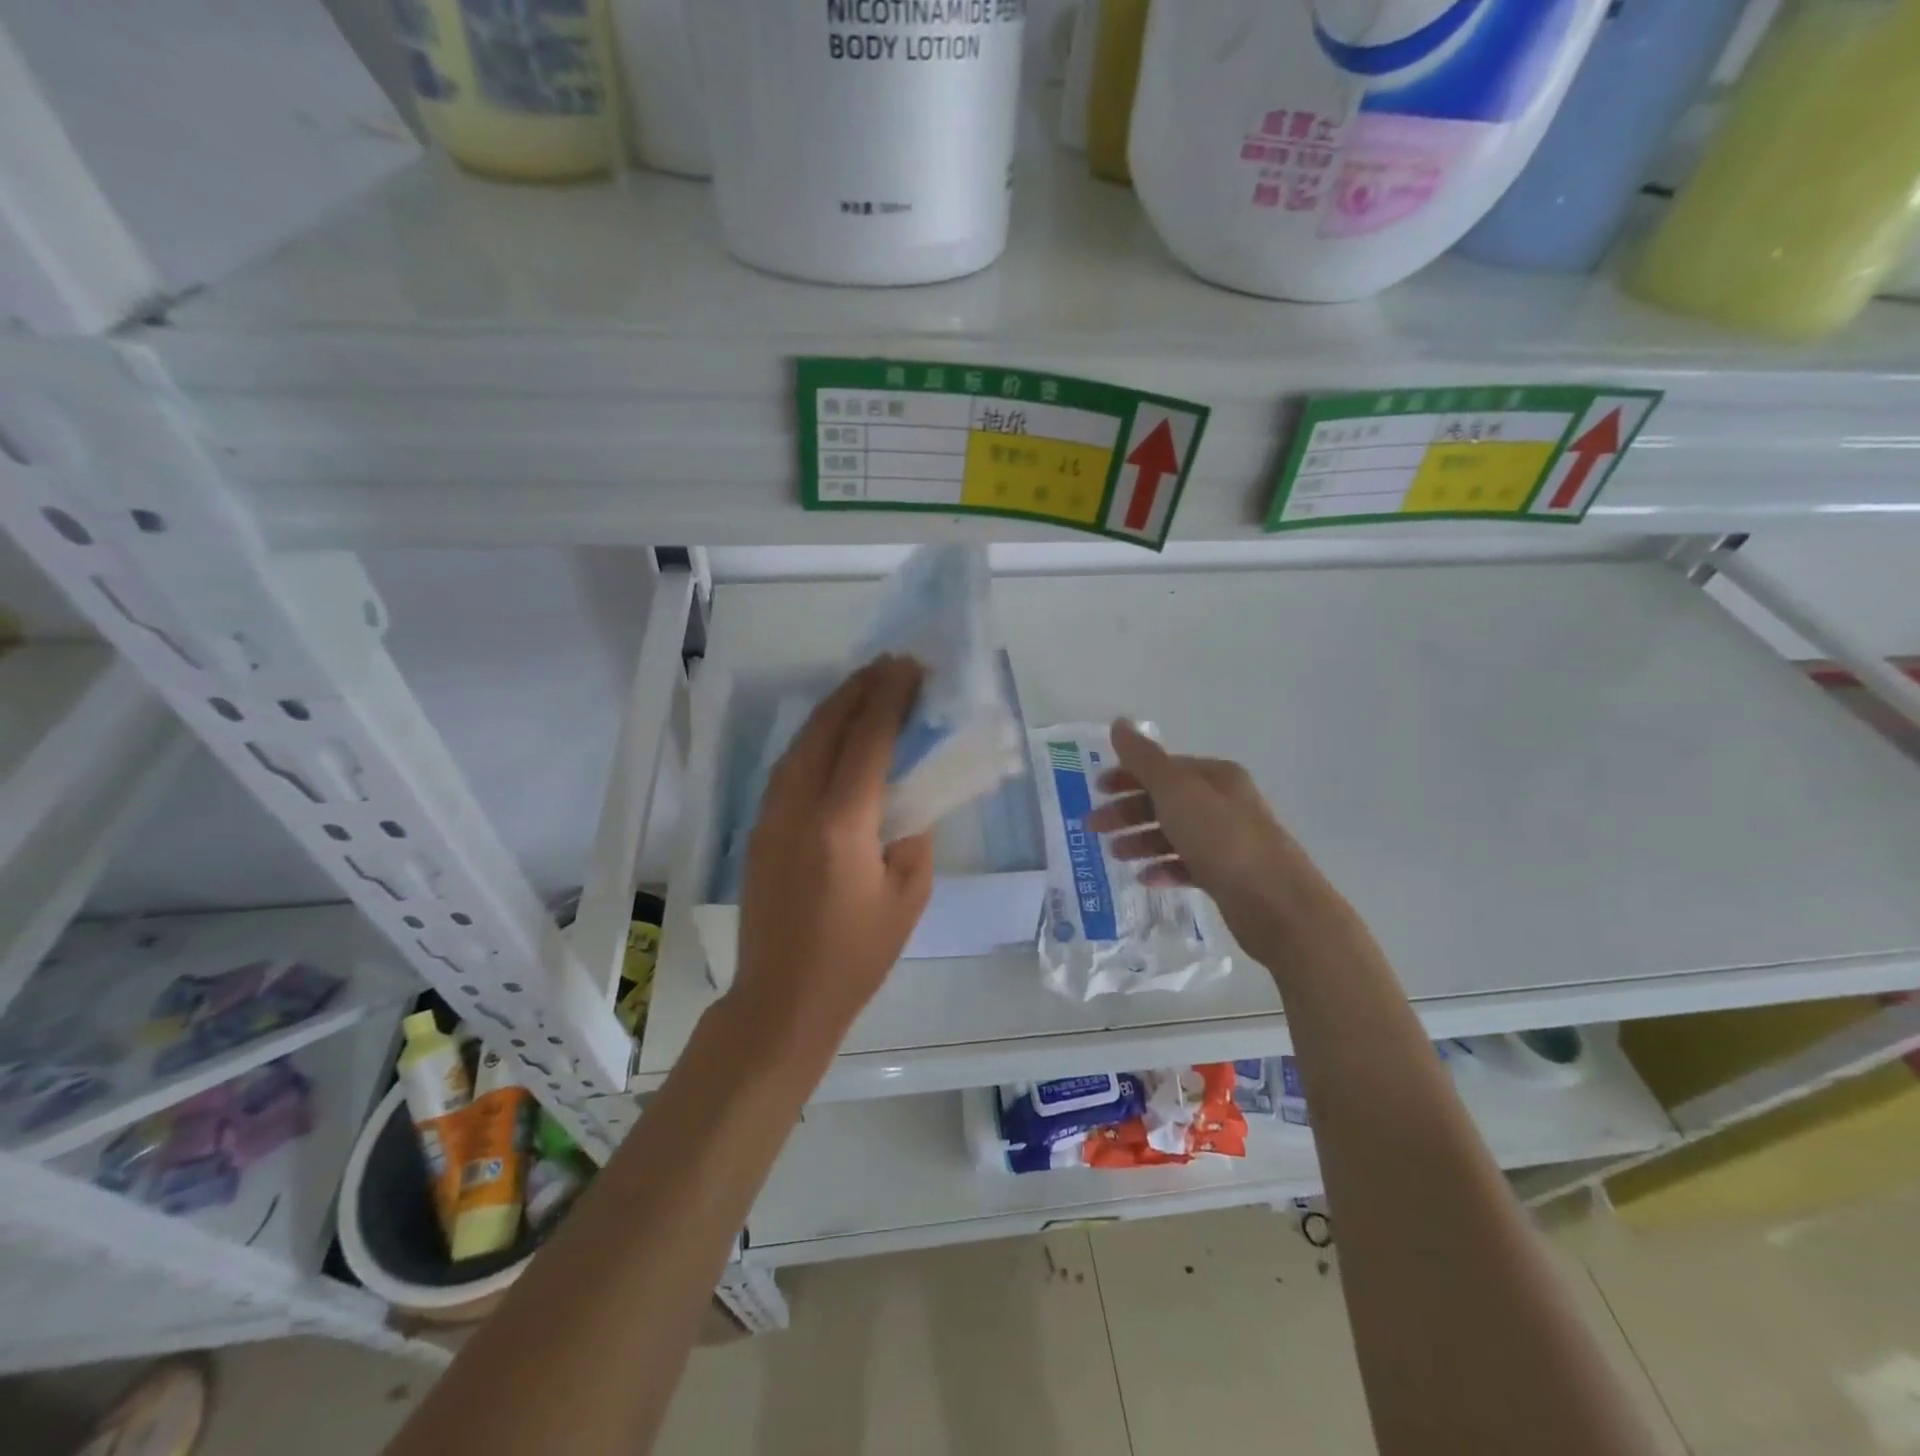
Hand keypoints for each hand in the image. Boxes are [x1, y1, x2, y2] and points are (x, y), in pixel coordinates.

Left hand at [729, 656, 935, 1068]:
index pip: (867, 741)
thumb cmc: (856, 956)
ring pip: (800, 742)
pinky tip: (832, 735)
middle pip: (825, 728)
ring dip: (832, 709)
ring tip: (862, 688)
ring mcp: (770, 816)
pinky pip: (788, 766)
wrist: (782, 999)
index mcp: (841, 824)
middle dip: (858, 690)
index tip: (909, 668)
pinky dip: (814, 738)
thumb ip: (913, 836)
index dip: (889, 699)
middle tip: (889, 666)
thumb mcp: (908, 897)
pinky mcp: (759, 829)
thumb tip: (905, 800)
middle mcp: (798, 807)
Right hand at [1086, 719, 1347, 955]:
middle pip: (1166, 800)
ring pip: (1174, 833)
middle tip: (1093, 828)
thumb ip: (1144, 759)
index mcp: (1215, 777)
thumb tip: (1119, 723)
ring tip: (1116, 855)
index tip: (1096, 790)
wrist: (1275, 903)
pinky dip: (1164, 868)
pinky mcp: (1228, 875)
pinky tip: (1146, 878)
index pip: (1164, 768)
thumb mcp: (1176, 792)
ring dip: (1141, 840)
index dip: (1127, 775)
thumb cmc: (1221, 839)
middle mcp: (1224, 803)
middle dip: (1128, 811)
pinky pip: (1187, 865)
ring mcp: (1228, 840)